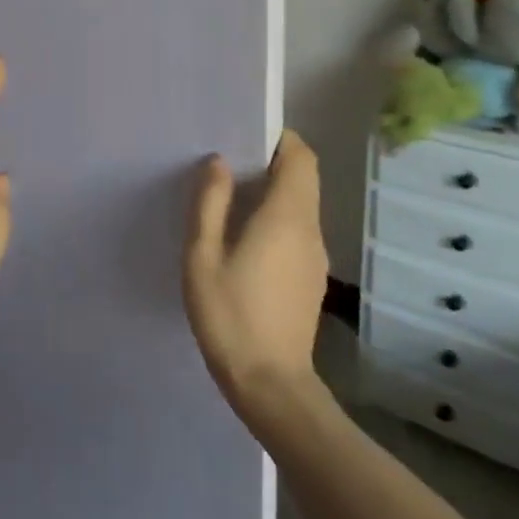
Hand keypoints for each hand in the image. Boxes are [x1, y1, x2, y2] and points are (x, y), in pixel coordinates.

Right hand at [183, 130, 329, 418]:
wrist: (270, 384)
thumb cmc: (230, 314)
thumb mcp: (203, 256)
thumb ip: (211, 203)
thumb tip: (219, 162)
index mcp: (286, 216)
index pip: (301, 157)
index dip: (280, 138)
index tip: (247, 134)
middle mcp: (310, 229)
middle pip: (303, 178)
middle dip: (272, 161)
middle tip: (228, 162)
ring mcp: (315, 256)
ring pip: (301, 204)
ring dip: (272, 190)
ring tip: (229, 196)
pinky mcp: (310, 277)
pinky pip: (297, 229)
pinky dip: (276, 217)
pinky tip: (243, 237)